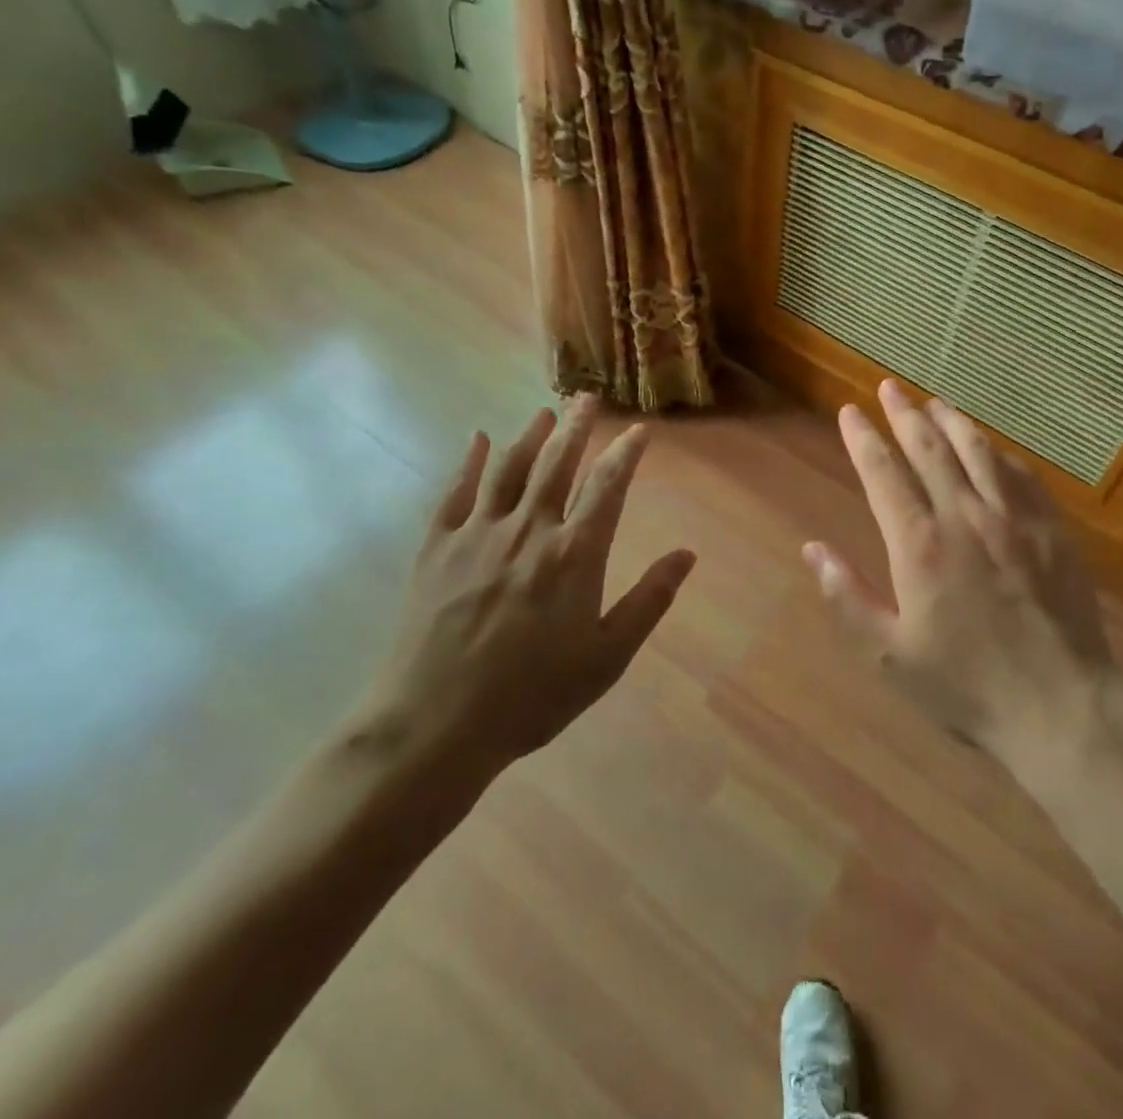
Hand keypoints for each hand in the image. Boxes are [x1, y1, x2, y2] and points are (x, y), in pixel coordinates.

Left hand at [346, 396, 695, 809]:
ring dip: (530, 435)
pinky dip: (470, 462)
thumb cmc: (532, 695)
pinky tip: (478, 439)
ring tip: (546, 412)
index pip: (608, 486)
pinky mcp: (437, 548)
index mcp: (574, 554)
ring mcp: (477, 534)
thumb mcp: (607, 657)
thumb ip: (648, 601)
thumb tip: (687, 554)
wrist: (434, 725)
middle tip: (588, 398)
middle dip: (577, 427)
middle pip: (557, 464)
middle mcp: (528, 530)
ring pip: (509, 469)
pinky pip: (455, 492)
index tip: (639, 430)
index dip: (626, 453)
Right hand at [803, 381, 1117, 781]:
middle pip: (929, 448)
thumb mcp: (890, 655)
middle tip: (889, 388)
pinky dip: (998, 453)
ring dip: (951, 421)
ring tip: (933, 402)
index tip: (849, 412)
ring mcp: (1014, 518)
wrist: (1061, 707)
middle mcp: (965, 516)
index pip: (883, 474)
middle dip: (904, 413)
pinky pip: (1021, 474)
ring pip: (977, 451)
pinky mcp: (1052, 529)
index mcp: (920, 545)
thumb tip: (812, 548)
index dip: (863, 439)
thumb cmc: (967, 686)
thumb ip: (848, 598)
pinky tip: (990, 447)